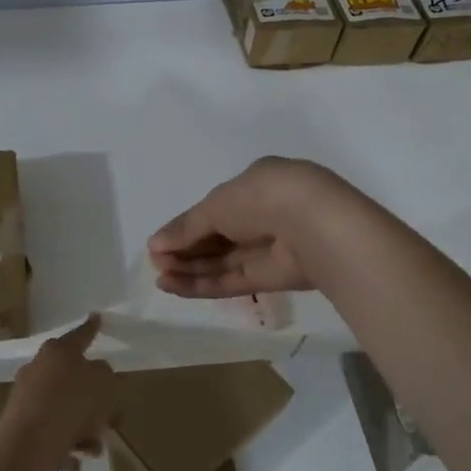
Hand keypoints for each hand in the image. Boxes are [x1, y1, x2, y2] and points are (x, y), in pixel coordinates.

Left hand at [0, 315, 114, 470]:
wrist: (28, 444)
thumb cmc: (71, 405)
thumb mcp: (103, 384)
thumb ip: (105, 374)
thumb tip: (97, 373)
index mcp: (58, 351)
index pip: (81, 335)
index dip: (91, 328)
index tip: (97, 317)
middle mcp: (39, 368)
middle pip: (71, 378)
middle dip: (92, 399)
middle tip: (110, 417)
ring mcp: (26, 396)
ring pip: (62, 409)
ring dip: (81, 427)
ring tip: (94, 447)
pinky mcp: (19, 424)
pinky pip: (49, 433)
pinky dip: (63, 445)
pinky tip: (74, 462)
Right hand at [148, 157, 365, 298]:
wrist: (315, 226)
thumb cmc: (261, 198)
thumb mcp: (216, 205)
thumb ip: (186, 228)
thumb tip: (155, 244)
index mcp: (255, 184)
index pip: (215, 207)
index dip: (187, 225)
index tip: (160, 242)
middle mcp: (263, 214)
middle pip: (217, 236)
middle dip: (185, 249)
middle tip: (156, 262)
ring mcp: (270, 247)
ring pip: (223, 260)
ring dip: (191, 269)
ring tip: (159, 277)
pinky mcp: (275, 277)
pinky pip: (233, 279)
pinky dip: (204, 283)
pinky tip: (175, 286)